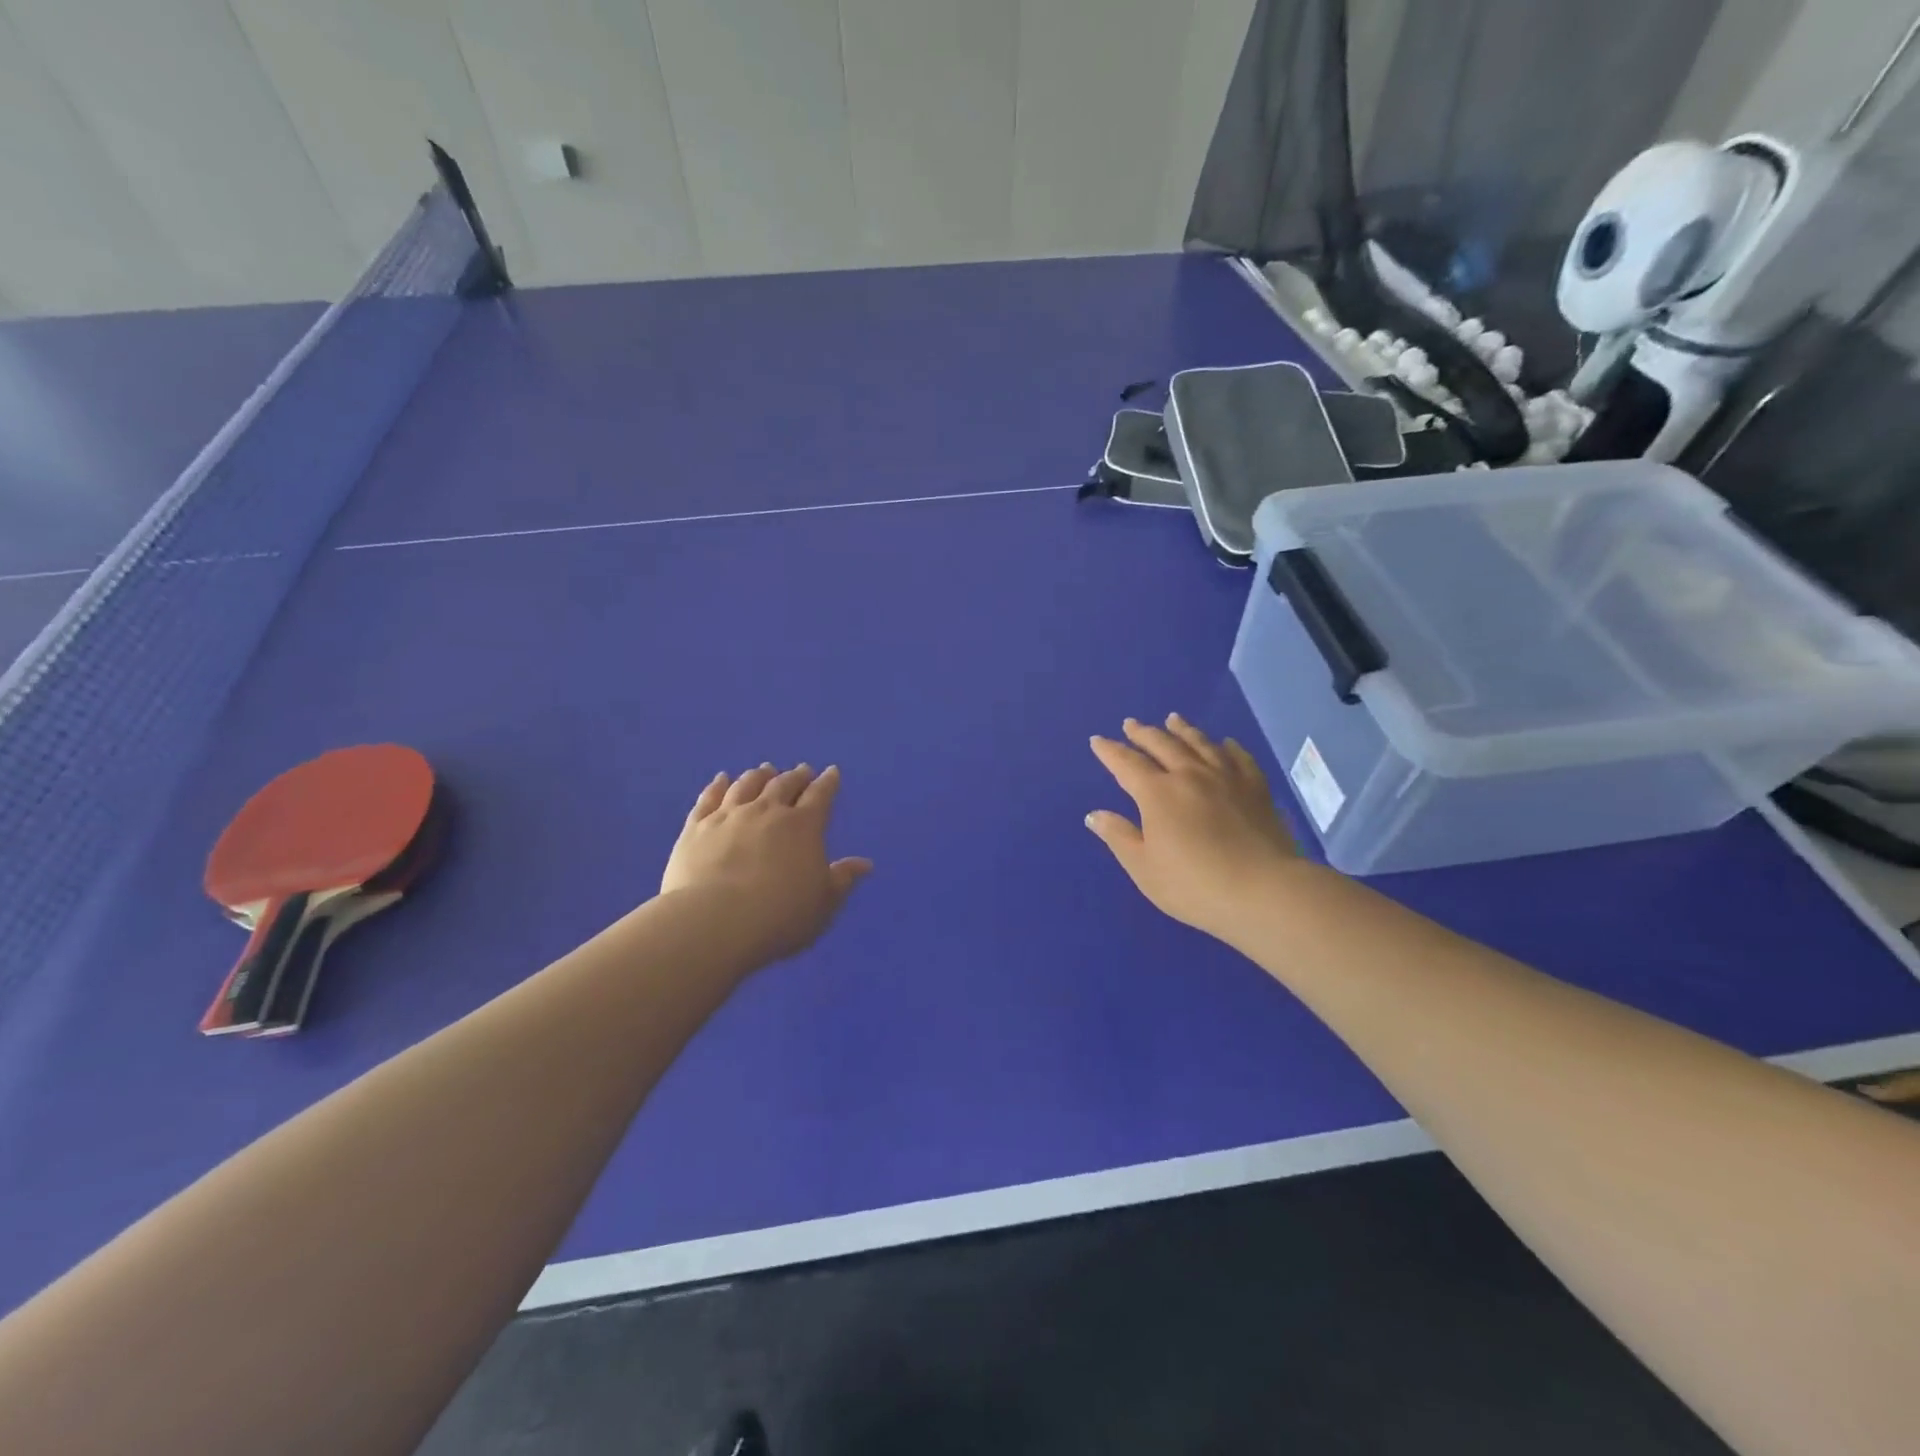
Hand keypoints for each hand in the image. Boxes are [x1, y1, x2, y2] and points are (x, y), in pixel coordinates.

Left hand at [661, 763, 872, 966]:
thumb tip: (864, 864)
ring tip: (765, 770)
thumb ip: (843, 879)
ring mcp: (729, 816)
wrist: (715, 922)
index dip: (828, 783)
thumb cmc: (781, 915)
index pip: (820, 796)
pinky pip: (709, 799)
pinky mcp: (696, 828)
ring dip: (759, 776)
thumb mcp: (824, 903)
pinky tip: (721, 779)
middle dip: (795, 776)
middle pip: (783, 785)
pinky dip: (717, 786)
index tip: (832, 772)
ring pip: (747, 785)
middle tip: (801, 770)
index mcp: (803, 826)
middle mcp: (767, 811)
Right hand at [1086, 715, 1300, 944]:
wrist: (1264, 891)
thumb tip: (1094, 814)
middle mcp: (1190, 775)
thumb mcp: (1144, 868)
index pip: (1127, 764)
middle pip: (1162, 745)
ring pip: (1200, 743)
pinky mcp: (1256, 788)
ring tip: (1172, 719)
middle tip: (1131, 724)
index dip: (1110, 751)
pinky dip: (1228, 746)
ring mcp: (1226, 778)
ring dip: (1182, 730)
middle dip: (1143, 733)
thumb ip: (1119, 837)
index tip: (1098, 740)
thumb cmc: (1194, 885)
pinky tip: (1225, 743)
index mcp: (1157, 793)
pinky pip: (1239, 758)